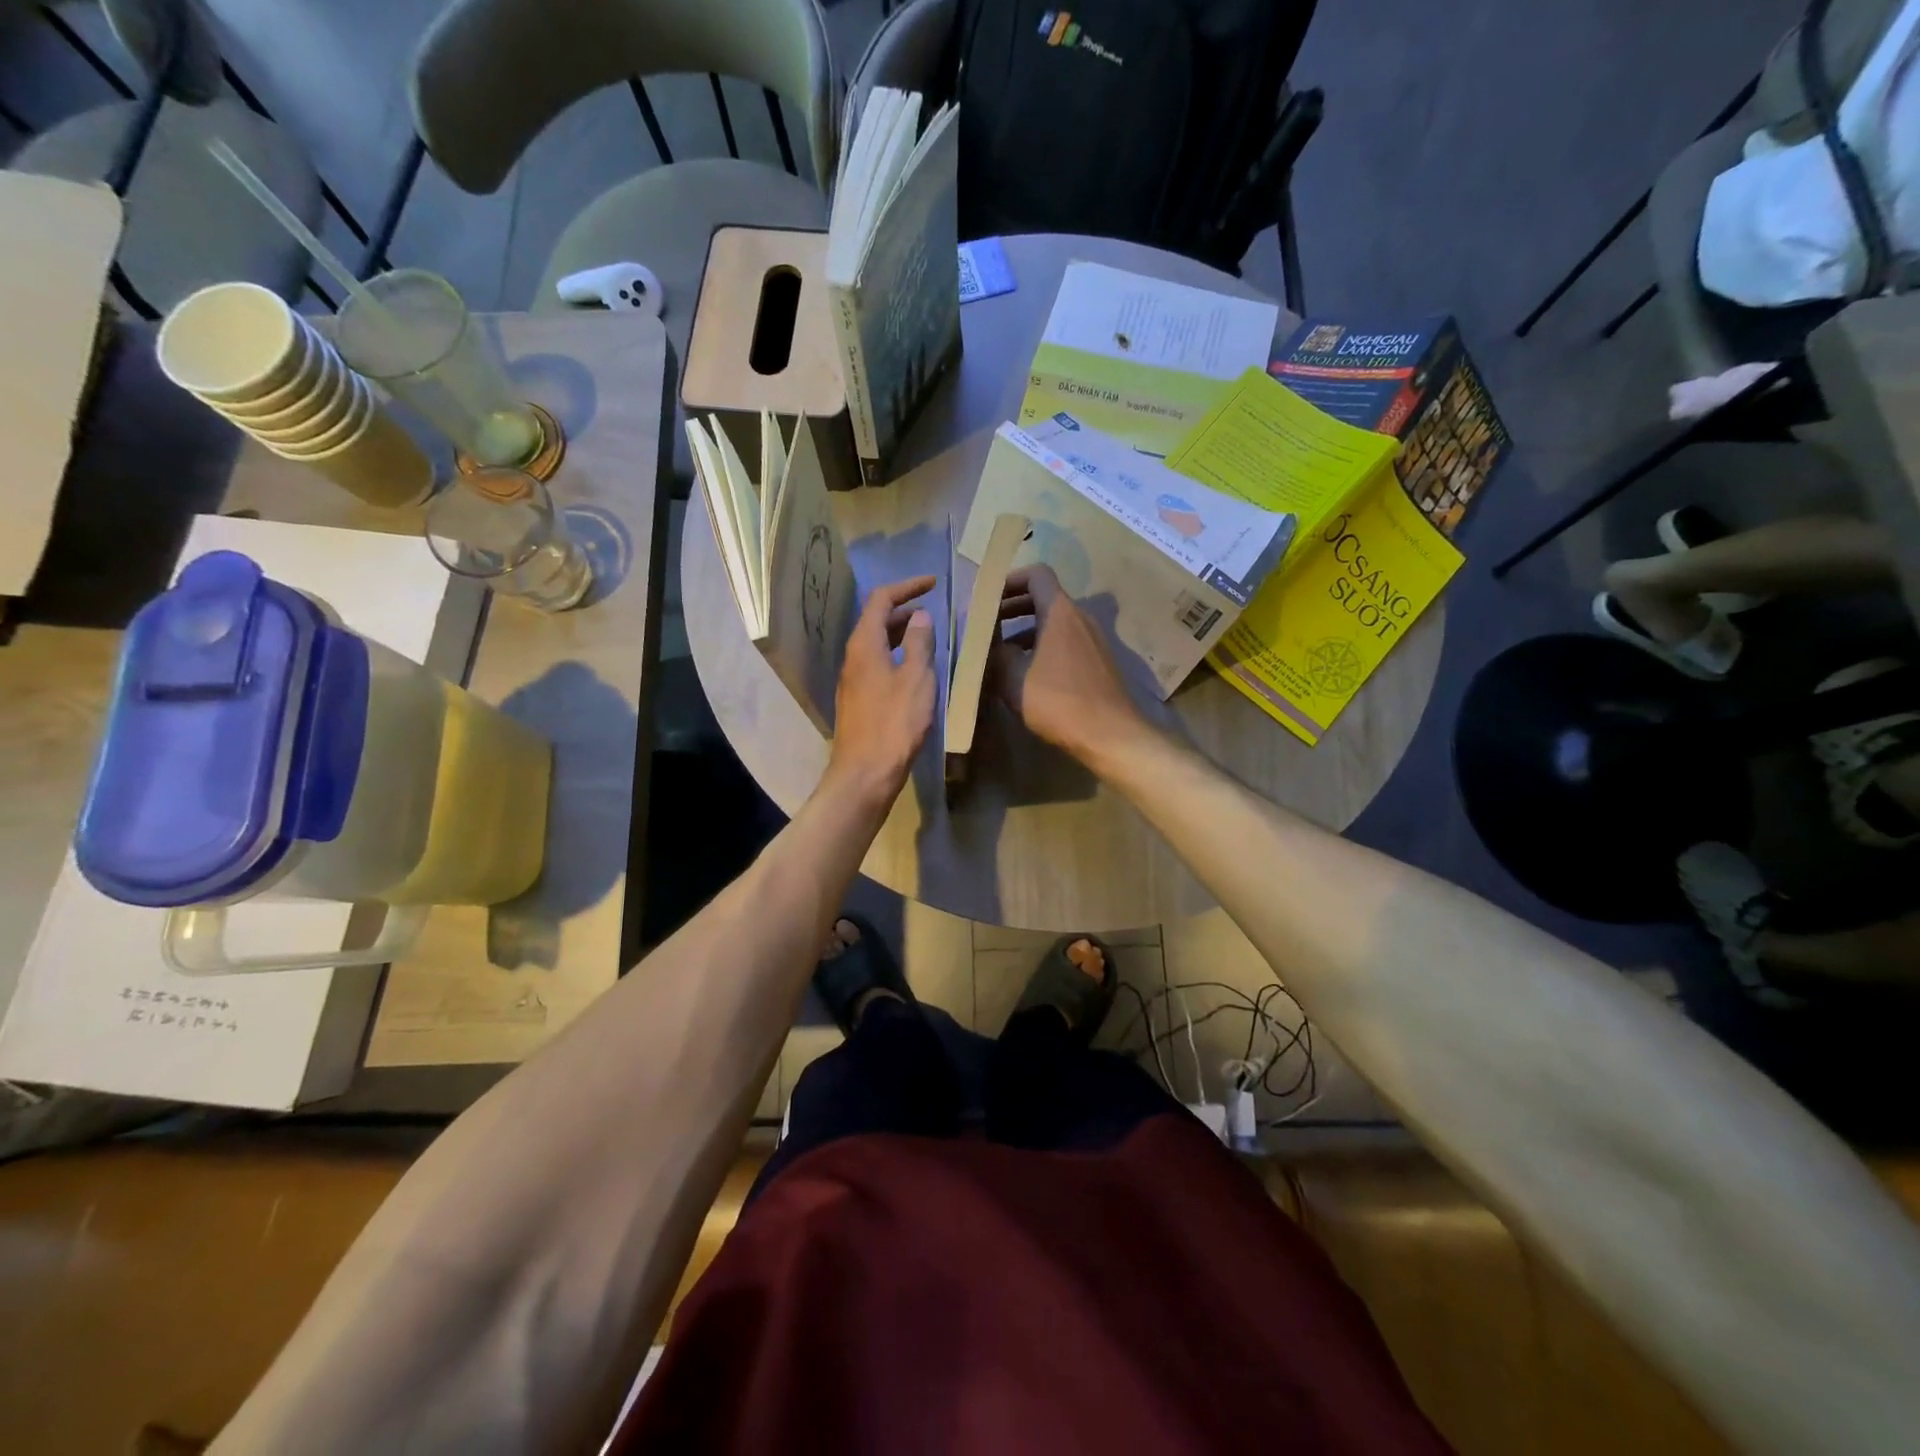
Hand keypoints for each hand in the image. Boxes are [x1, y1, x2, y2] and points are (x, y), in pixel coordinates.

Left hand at [821, 575, 936, 813]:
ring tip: (930, 638)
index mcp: (865, 643)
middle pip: (876, 620)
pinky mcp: (859, 699)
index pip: (881, 599)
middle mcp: (853, 656)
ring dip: (902, 634)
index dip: (907, 586)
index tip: (933, 584)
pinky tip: (916, 671)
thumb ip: (920, 643)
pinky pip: (878, 664)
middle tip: (934, 613)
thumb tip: (921, 617)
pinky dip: (897, 656)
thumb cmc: (894, 723)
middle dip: (905, 610)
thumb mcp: (917, 678)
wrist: (865, 772)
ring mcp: (853, 679)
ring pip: (877, 644)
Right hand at [989, 565, 1149, 766]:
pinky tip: (1027, 676)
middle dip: (1013, 608)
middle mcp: (1080, 618)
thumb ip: (996, 655)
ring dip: (1026, 631)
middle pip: (1044, 598)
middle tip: (988, 625)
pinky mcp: (1098, 663)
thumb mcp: (1014, 679)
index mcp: (1060, 612)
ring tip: (1000, 654)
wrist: (1111, 735)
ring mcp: (1093, 641)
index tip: (989, 599)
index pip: (1037, 574)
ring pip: (1054, 623)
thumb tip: (988, 645)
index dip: (1010, 580)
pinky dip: (1043, 648)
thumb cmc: (1059, 702)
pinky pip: (1066, 643)